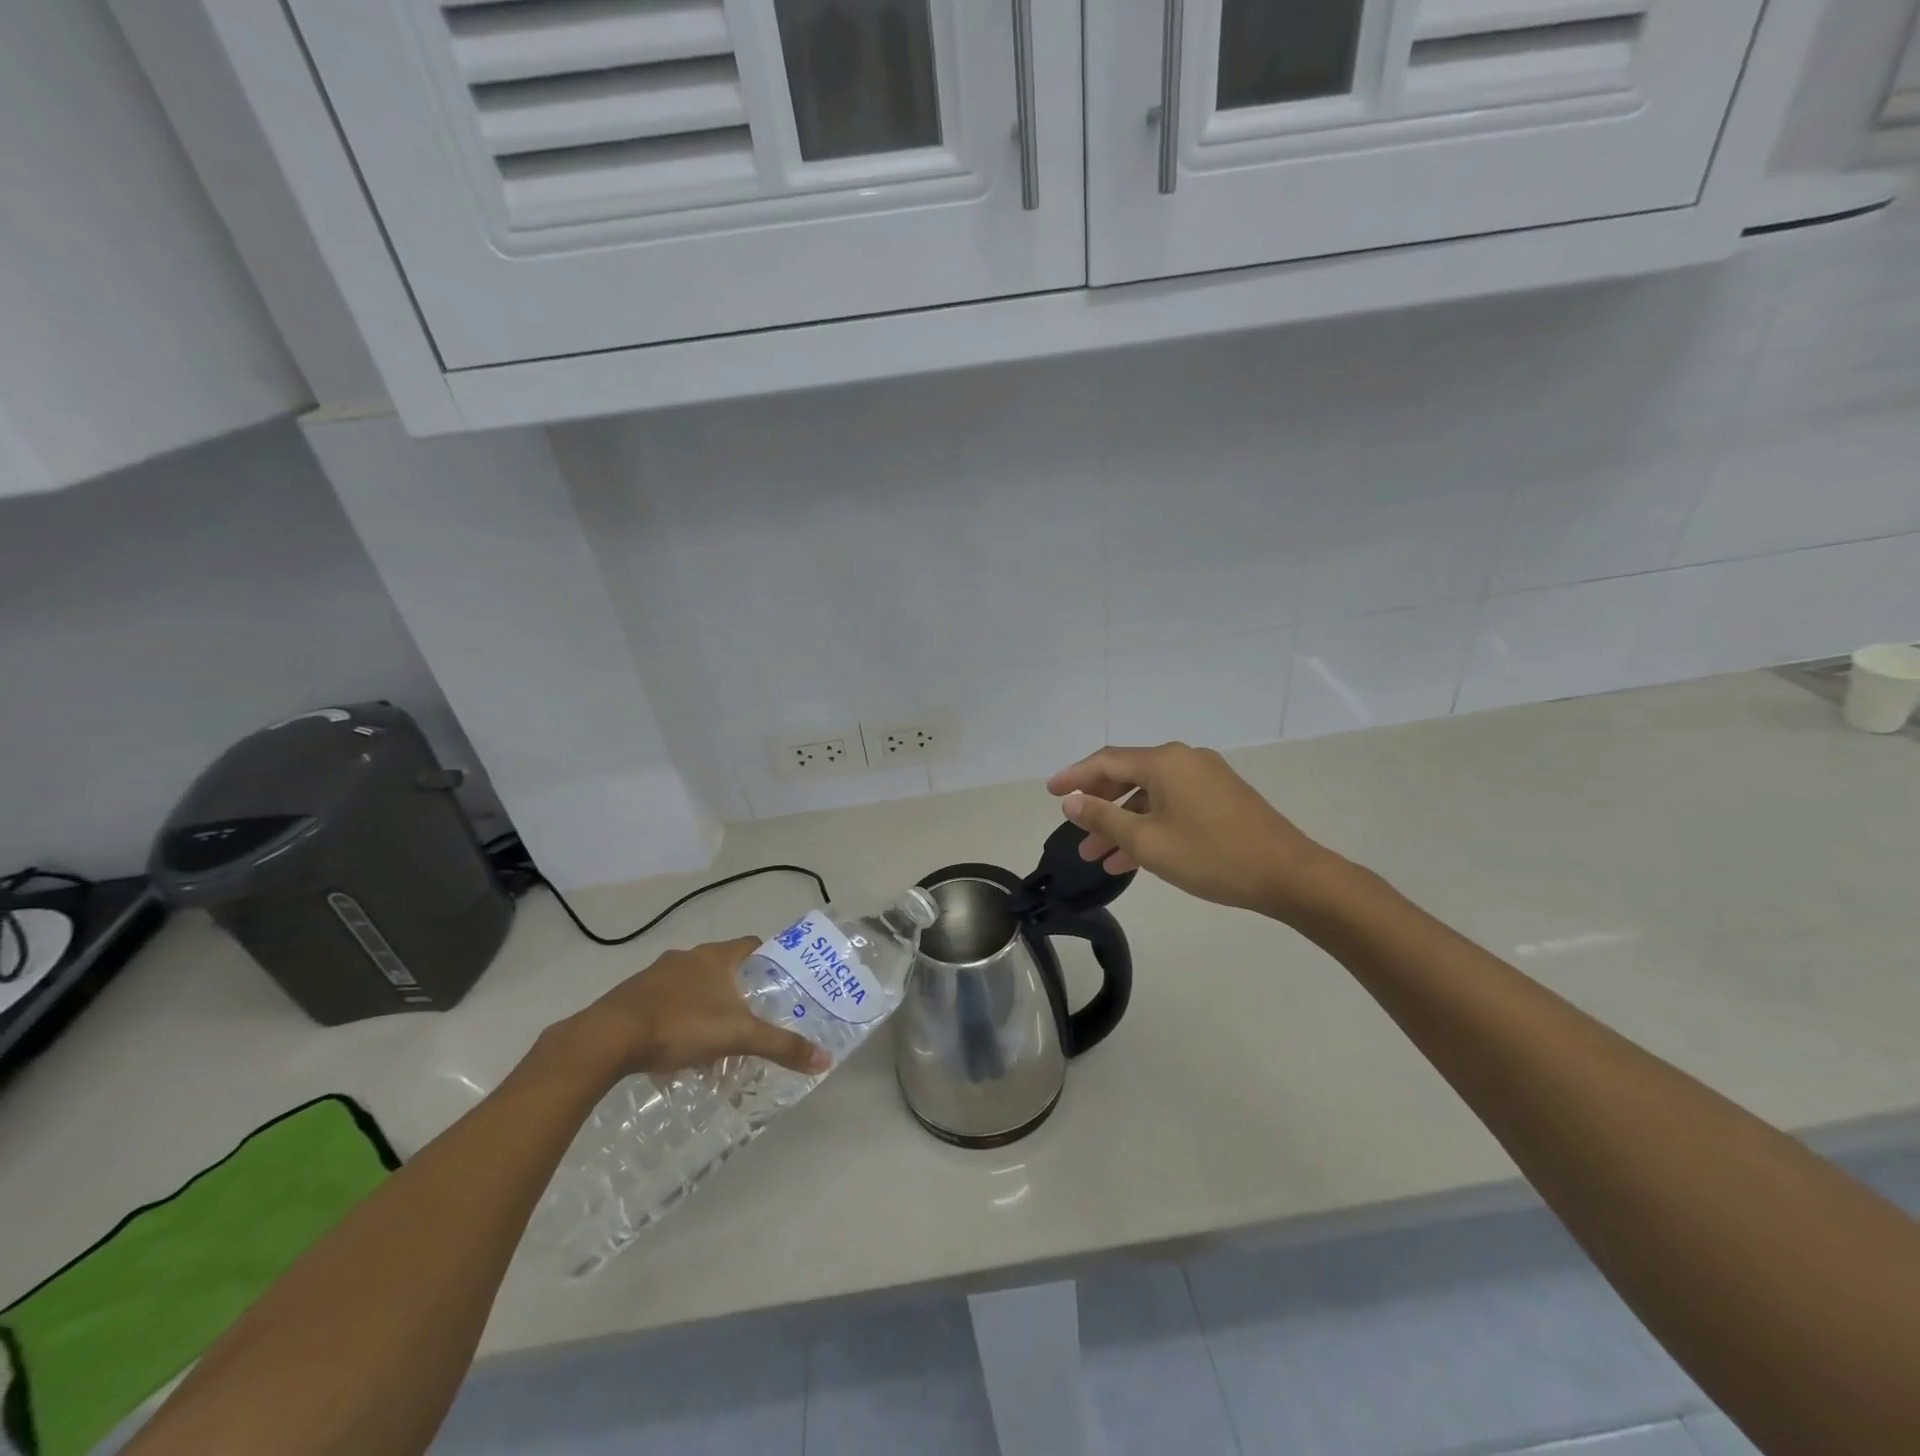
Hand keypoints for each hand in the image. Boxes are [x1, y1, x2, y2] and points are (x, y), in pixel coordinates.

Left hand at [555, 938, 829, 1085]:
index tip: (782, 982)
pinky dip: (678, 1019)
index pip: (753, 945)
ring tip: (716, 1040)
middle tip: (753, 1017)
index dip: (770, 960)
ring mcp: (655, 975)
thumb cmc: (680, 1025)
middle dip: (738, 991)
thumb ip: (781, 1046)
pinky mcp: (632, 997)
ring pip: (692, 986)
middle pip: (723, 967)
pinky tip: (679, 1049)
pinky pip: (665, 1003)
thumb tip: (824, 1059)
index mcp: (715, 956)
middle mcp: (687, 957)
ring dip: (706, 1006)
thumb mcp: (738, 1037)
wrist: (607, 1038)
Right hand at [1047, 743, 1342, 917]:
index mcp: (1165, 761)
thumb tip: (1070, 802)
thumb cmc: (1211, 856)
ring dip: (1123, 822)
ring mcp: (1206, 778)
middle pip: (1128, 775)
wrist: (1288, 875)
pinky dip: (1149, 825)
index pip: (1106, 761)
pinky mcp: (1221, 798)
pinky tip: (1133, 858)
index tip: (1049, 792)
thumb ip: (1103, 818)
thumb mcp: (1147, 841)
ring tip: (1097, 856)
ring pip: (1150, 795)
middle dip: (1098, 805)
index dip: (1074, 776)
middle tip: (1073, 829)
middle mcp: (1184, 760)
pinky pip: (1172, 805)